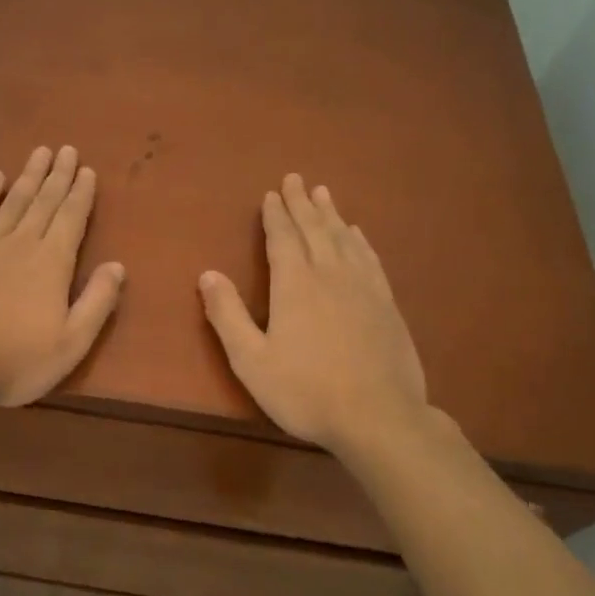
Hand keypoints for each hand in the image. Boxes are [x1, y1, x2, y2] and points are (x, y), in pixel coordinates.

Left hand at [0, 145, 124, 408]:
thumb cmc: (15, 360)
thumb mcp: (71, 343)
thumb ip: (97, 302)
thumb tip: (117, 266)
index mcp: (53, 263)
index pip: (72, 218)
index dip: (81, 193)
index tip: (87, 170)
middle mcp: (23, 242)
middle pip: (45, 201)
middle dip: (58, 175)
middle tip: (67, 149)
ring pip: (14, 200)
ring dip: (29, 175)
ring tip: (40, 152)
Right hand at [199, 175, 437, 457]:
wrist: (379, 417)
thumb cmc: (306, 391)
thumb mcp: (251, 359)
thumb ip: (227, 315)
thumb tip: (207, 274)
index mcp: (295, 284)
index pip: (282, 238)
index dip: (275, 215)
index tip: (271, 194)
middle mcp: (329, 274)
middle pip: (314, 229)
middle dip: (301, 203)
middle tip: (295, 178)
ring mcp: (363, 287)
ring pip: (344, 239)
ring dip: (331, 214)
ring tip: (324, 193)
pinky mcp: (386, 304)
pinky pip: (369, 259)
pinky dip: (360, 241)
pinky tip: (358, 235)